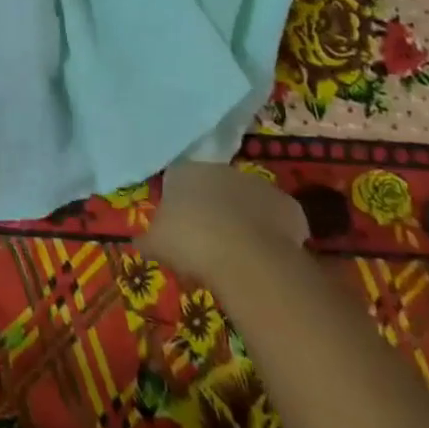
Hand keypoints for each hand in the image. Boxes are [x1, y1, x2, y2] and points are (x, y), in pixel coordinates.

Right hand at [138, 163, 308, 285]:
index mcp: (184, 172)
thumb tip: (140, 242)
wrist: (246, 258)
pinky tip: (263, 254)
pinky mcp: (288, 205)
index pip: (176, 179)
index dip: (178, 204)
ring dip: (241, 218)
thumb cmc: (190, 243)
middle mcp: (220, 170)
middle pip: (213, 187)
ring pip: (245, 200)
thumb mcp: (155, 244)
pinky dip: (270, 232)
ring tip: (236, 251)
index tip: (177, 229)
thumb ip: (147, 239)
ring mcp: (257, 184)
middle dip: (211, 208)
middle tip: (206, 241)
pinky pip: (275, 218)